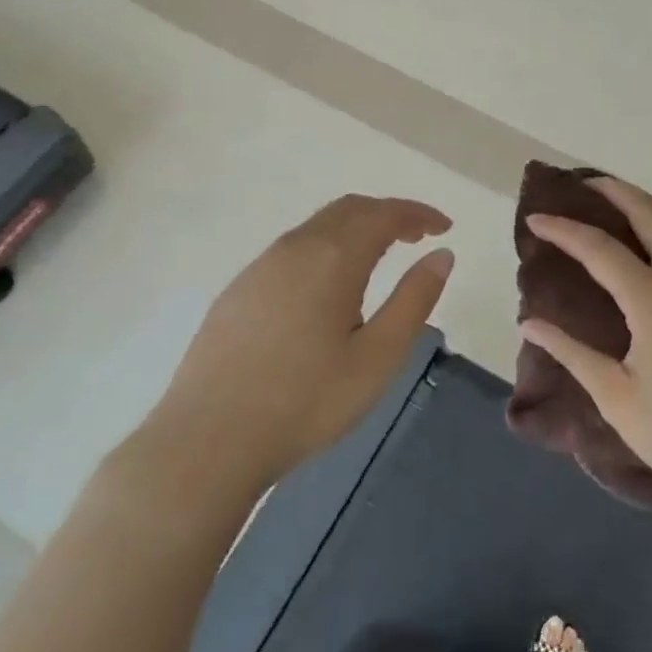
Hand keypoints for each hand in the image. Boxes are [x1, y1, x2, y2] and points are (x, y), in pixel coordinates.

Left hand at [143, 195, 453, 489]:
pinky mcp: (239, 289)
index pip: (384, 214)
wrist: (206, 442)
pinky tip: (329, 285)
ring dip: (356, 228)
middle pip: (350, 209)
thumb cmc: (305, 402)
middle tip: (418, 235)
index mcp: (333, 257)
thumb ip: (414, 299)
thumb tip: (441, 254)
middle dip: (388, 214)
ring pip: (318, 226)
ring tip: (381, 256)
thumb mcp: (378, 357)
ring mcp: (261, 266)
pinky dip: (327, 246)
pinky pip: (294, 248)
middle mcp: (295, 247)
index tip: (445, 227)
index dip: (418, 213)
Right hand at [521, 178, 651, 504]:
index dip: (563, 230)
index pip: (599, 248)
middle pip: (649, 213)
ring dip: (647, 203)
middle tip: (581, 185)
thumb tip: (530, 323)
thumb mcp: (618, 400)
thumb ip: (572, 354)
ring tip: (618, 204)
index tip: (535, 220)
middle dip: (612, 191)